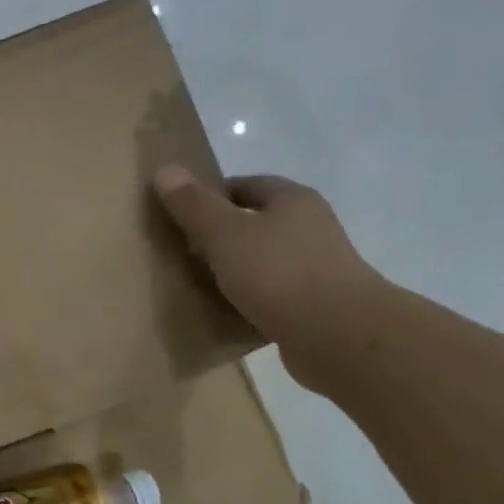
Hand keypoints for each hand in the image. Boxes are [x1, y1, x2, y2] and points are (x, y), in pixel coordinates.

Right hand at [153, 165, 385, 388]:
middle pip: (254, 222)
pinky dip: (248, 299)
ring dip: (234, 270)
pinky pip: (271, 293)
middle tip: (182, 253)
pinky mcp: (313, 303)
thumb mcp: (226, 234)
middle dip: (219, 236)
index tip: (179, 218)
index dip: (210, 197)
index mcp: (291, 199)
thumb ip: (194, 206)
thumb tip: (165, 169)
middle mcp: (308, 226)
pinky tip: (225, 312)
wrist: (338, 334)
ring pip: (262, 260)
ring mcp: (314, 266)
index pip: (245, 185)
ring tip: (198, 284)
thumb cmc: (279, 273)